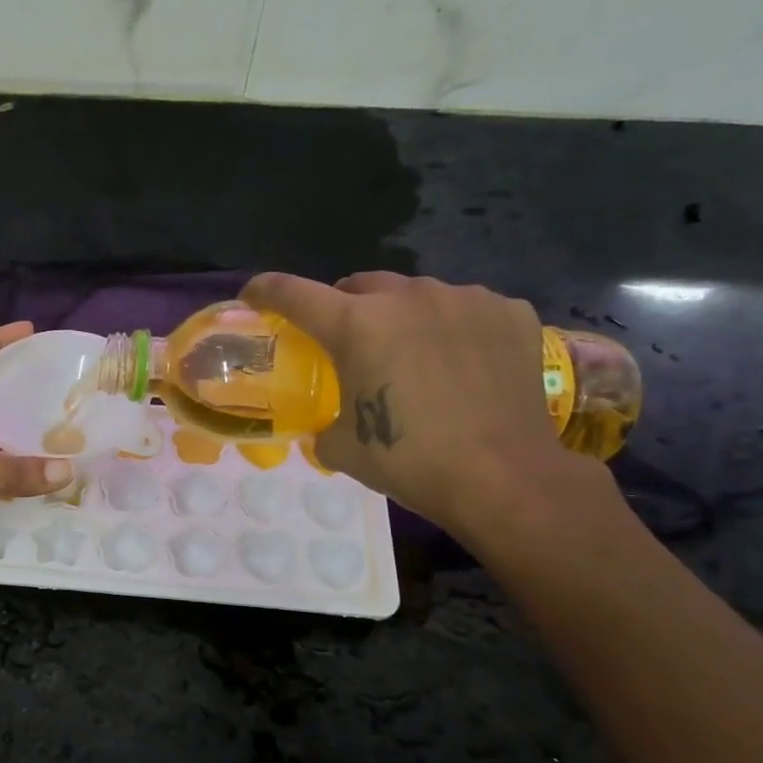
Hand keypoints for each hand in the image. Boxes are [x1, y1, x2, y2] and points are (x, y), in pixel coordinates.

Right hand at [242, 271, 582, 534]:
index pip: (294, 293)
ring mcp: (465, 299)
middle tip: (348, 341)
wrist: (503, 477)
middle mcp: (408, 297)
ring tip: (413, 355)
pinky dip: (454, 328)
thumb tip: (327, 426)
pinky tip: (462, 363)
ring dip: (402, 316)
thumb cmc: (410, 462)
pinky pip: (467, 309)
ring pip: (417, 294)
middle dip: (345, 307)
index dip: (266, 291)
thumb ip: (324, 423)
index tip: (253, 295)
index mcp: (356, 325)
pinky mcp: (510, 312)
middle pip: (360, 285)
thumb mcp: (343, 448)